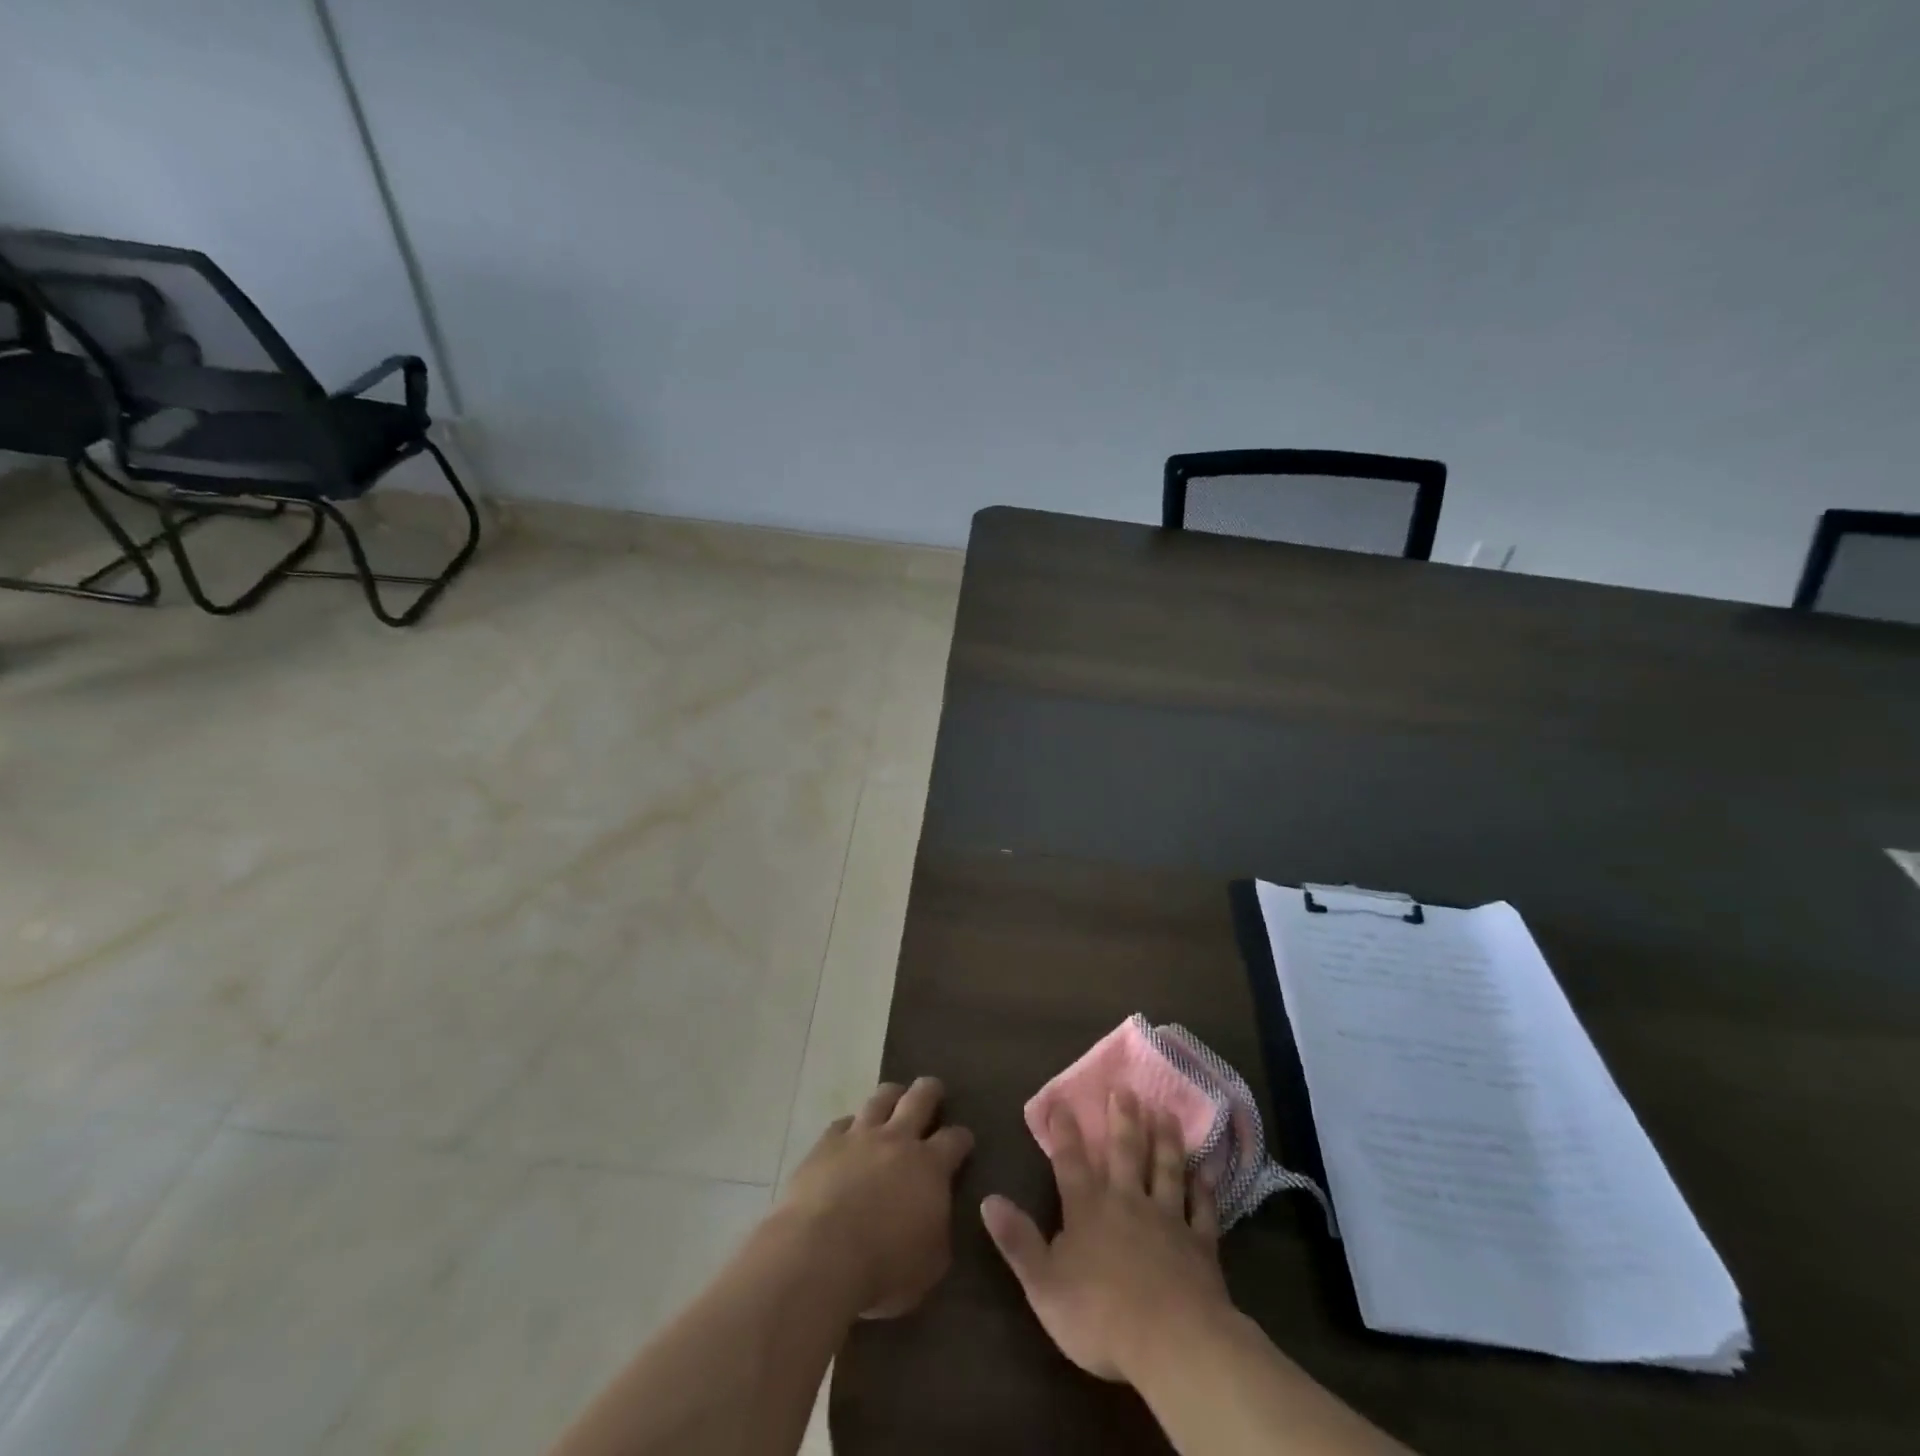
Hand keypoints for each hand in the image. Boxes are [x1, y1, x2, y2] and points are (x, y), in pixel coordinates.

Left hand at [776, 1076, 974, 1318]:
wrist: (820, 1253)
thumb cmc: (883, 1268)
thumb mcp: (930, 1265)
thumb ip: (938, 1232)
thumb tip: (937, 1218)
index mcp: (930, 1166)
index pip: (955, 1139)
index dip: (962, 1138)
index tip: (964, 1141)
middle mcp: (898, 1140)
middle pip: (920, 1098)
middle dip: (930, 1091)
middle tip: (933, 1090)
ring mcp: (860, 1136)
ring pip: (881, 1098)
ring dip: (891, 1095)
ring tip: (894, 1096)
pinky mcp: (826, 1143)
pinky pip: (842, 1123)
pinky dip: (850, 1126)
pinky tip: (849, 1134)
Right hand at [981, 1089, 1231, 1383]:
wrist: (1172, 1341)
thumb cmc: (1099, 1315)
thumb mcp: (1044, 1283)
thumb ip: (1017, 1240)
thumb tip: (988, 1199)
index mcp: (1087, 1209)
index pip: (1070, 1161)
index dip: (1064, 1131)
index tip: (1062, 1100)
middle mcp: (1127, 1202)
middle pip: (1124, 1152)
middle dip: (1122, 1118)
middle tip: (1125, 1088)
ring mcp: (1167, 1219)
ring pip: (1165, 1169)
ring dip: (1164, 1140)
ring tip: (1165, 1111)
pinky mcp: (1200, 1244)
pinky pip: (1203, 1209)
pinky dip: (1204, 1189)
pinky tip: (1206, 1171)